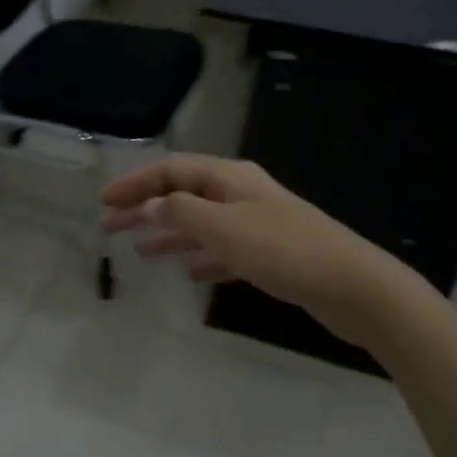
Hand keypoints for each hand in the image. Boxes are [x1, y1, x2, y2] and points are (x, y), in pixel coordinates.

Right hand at [99, 154, 371, 323]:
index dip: (135, 183)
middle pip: (182, 195)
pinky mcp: (269, 254)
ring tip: (138, 251)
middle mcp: (240, 194)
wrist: (352, 286)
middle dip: (144, 209)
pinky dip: (201, 257)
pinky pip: (223, 250)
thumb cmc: (284, 251)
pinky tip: (188, 273)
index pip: (171, 170)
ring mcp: (256, 224)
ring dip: (168, 234)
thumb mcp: (225, 228)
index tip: (104, 201)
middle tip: (109, 227)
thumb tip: (151, 204)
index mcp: (229, 178)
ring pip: (200, 224)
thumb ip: (182, 213)